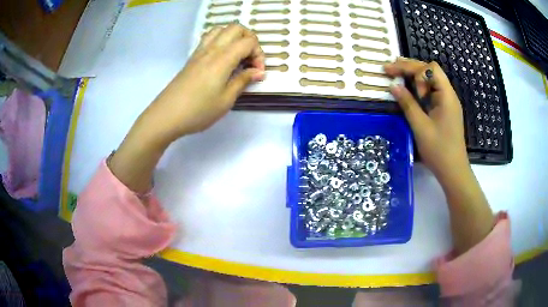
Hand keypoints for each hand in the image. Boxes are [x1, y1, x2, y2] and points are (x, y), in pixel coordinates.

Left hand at [141, 24, 264, 143]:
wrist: (167, 116)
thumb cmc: (198, 111)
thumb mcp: (226, 100)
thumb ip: (243, 81)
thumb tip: (258, 72)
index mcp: (222, 59)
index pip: (248, 42)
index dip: (259, 54)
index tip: (257, 73)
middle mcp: (212, 49)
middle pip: (236, 28)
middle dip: (249, 40)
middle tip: (250, 60)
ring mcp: (200, 52)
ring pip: (221, 29)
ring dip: (234, 38)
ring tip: (237, 56)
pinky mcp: (192, 58)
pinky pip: (209, 38)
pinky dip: (221, 41)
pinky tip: (222, 59)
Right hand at [384, 57, 467, 177]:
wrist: (453, 171)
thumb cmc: (439, 150)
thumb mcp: (421, 127)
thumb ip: (408, 104)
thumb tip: (393, 86)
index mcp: (446, 95)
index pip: (431, 68)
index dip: (415, 71)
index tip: (405, 84)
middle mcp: (448, 95)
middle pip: (430, 71)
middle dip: (410, 68)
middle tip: (389, 69)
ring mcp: (447, 102)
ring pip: (430, 80)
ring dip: (413, 76)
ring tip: (396, 74)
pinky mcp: (444, 110)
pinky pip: (431, 92)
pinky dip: (418, 88)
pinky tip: (409, 91)